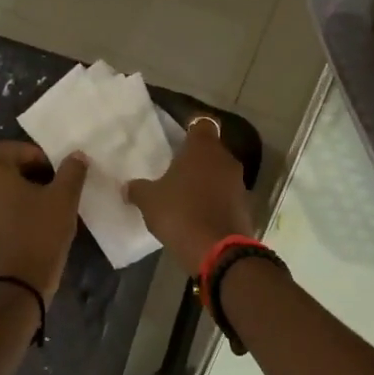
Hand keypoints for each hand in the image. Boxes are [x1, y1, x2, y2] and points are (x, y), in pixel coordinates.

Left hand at [0, 141, 88, 296]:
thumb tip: (76, 155)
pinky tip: (30, 215)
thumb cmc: (40, 233)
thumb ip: (72, 172)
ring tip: (34, 195)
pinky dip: (4, 204)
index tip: (54, 168)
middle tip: (36, 176)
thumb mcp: (64, 199)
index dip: (31, 152)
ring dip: (6, 185)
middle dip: (10, 165)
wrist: (19, 281)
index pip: (6, 147)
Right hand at [124, 117, 254, 271]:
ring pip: (221, 174)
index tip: (178, 140)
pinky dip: (217, 202)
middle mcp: (226, 159)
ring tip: (187, 197)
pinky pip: (228, 197)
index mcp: (203, 148)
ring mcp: (239, 183)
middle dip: (197, 160)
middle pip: (212, 151)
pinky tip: (200, 216)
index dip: (190, 130)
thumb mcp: (149, 201)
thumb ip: (138, 190)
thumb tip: (128, 187)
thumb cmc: (179, 213)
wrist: (217, 249)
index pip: (201, 124)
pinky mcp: (246, 207)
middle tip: (177, 172)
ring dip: (208, 182)